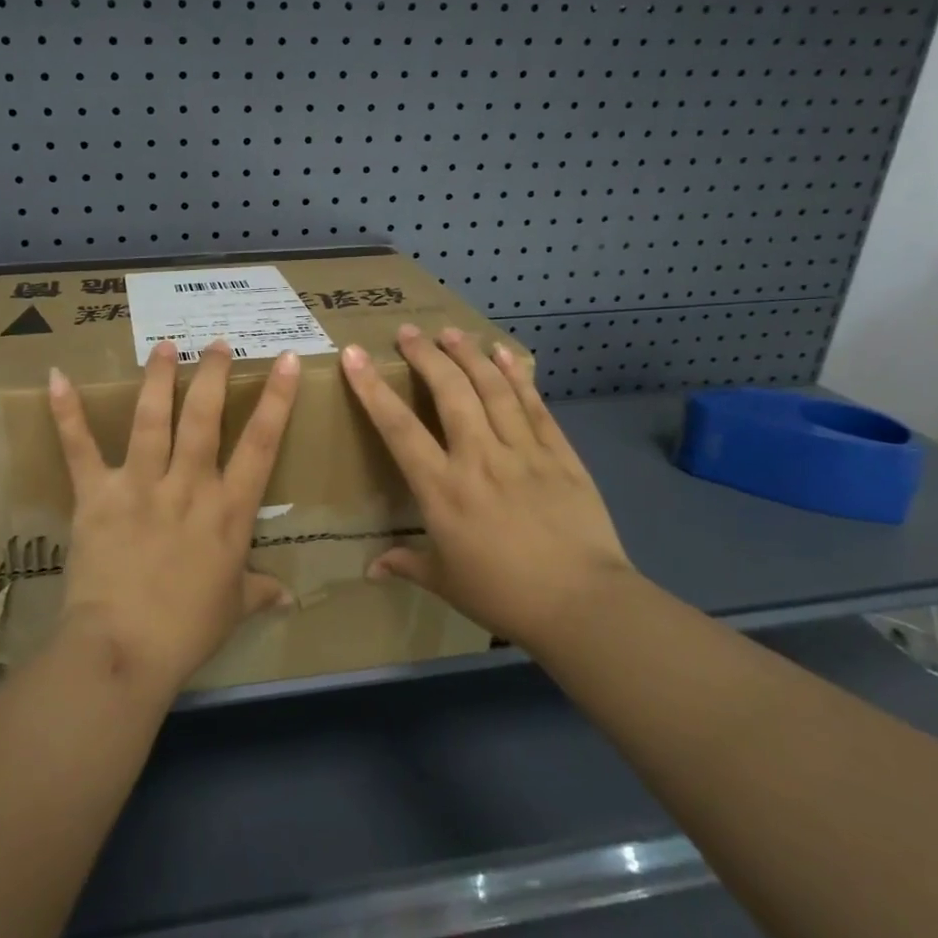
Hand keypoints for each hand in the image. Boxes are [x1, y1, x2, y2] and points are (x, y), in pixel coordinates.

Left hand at [48, 339, 299, 693]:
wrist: (124, 649)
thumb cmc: (187, 631)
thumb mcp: (232, 608)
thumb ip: (259, 591)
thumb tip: (287, 596)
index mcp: (228, 510)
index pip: (262, 443)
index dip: (278, 399)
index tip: (287, 360)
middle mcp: (188, 485)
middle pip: (204, 418)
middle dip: (212, 375)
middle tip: (215, 343)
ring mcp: (140, 485)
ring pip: (152, 419)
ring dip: (157, 378)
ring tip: (164, 347)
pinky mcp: (97, 495)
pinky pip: (80, 448)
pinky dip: (67, 413)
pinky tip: (56, 377)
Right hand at [340, 324, 632, 648]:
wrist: (583, 605)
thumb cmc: (504, 595)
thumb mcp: (446, 582)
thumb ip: (407, 564)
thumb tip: (370, 569)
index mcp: (442, 489)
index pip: (398, 428)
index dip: (372, 388)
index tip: (354, 355)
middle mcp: (479, 458)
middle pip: (449, 392)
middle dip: (426, 356)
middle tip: (408, 331)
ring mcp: (522, 452)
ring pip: (492, 389)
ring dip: (469, 355)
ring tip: (451, 331)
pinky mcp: (560, 454)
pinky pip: (534, 406)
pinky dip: (517, 376)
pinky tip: (505, 353)